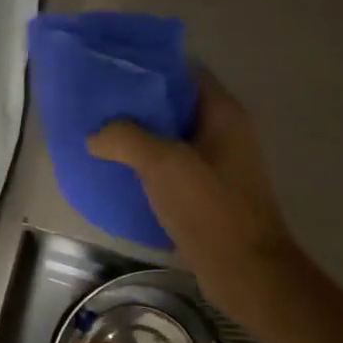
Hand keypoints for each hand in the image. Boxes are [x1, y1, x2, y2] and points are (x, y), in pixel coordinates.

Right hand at [86, 69, 304, 336]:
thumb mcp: (163, 164)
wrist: (246, 272)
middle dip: (138, 106)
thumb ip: (126, 138)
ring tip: (100, 138)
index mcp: (223, 115)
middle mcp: (224, 134)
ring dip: (139, 139)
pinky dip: (146, 169)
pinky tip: (117, 175)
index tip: (113, 72)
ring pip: (171, 140)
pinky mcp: (207, 195)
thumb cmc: (210, 208)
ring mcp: (217, 166)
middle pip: (175, 106)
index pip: (186, 73)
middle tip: (97, 106)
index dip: (151, 69)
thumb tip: (96, 135)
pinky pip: (171, 171)